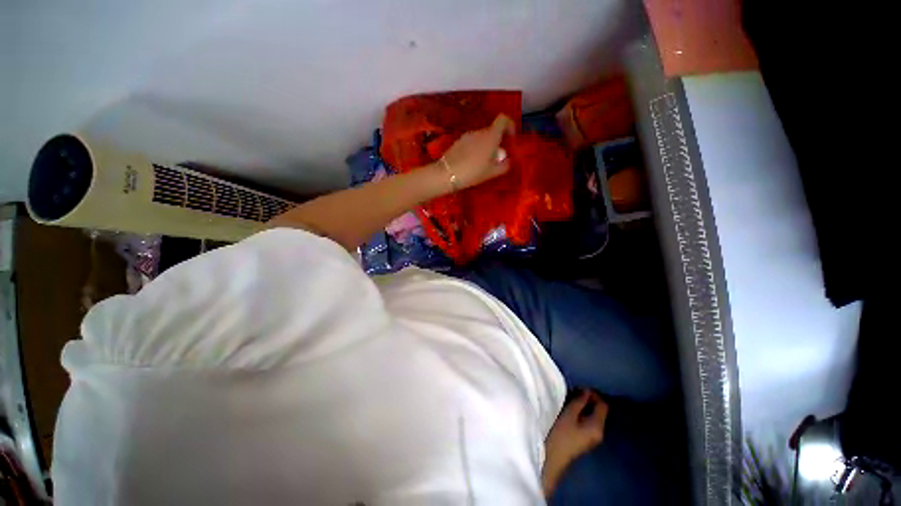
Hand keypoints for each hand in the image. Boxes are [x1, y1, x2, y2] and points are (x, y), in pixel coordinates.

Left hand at [440, 114, 515, 189]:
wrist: (446, 174)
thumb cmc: (473, 172)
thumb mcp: (492, 172)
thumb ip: (504, 165)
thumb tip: (508, 160)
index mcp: (490, 136)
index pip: (503, 119)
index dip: (510, 125)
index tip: (511, 138)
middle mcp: (479, 132)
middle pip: (492, 131)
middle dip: (497, 142)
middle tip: (497, 159)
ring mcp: (467, 136)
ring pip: (481, 137)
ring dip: (485, 146)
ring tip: (483, 163)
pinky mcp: (458, 142)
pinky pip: (471, 142)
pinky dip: (475, 149)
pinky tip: (471, 163)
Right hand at [546, 390, 608, 464]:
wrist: (552, 457)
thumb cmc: (560, 434)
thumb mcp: (569, 414)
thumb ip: (579, 401)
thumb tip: (586, 391)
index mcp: (598, 426)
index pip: (603, 405)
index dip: (593, 394)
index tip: (579, 387)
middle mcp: (599, 432)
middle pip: (599, 411)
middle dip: (588, 399)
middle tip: (573, 392)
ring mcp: (592, 437)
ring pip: (592, 415)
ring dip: (583, 406)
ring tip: (570, 399)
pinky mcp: (585, 439)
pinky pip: (587, 421)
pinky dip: (581, 413)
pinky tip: (570, 411)